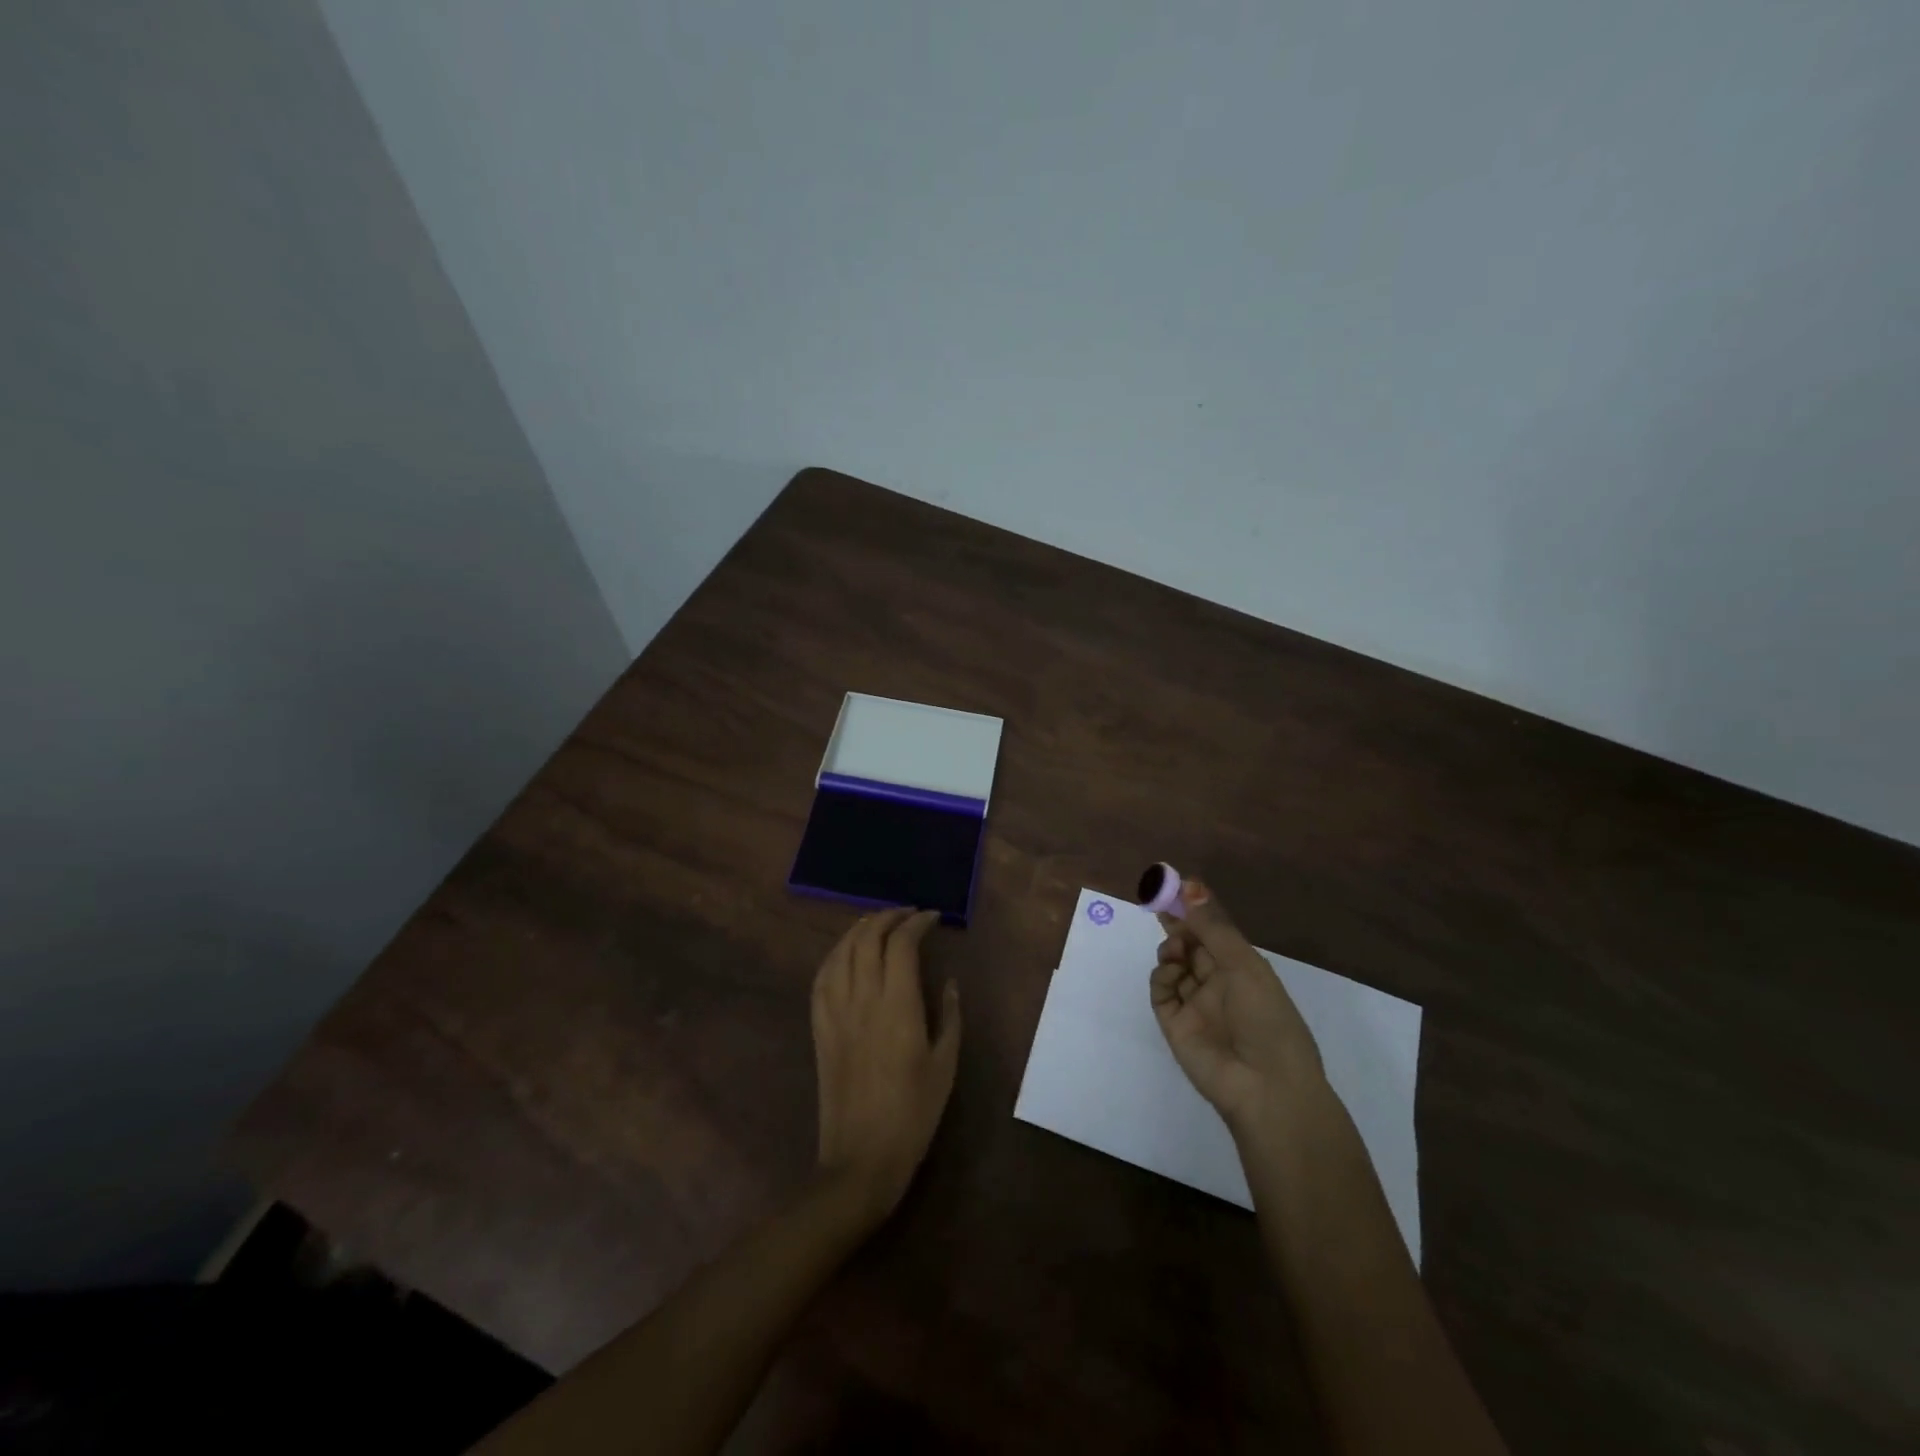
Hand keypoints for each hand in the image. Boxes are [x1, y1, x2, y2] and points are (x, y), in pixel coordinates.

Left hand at [811, 908, 961, 1225]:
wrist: (861, 1159)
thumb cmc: (913, 1114)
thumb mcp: (946, 1065)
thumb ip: (950, 1016)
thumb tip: (950, 982)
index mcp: (898, 1006)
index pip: (901, 944)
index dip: (917, 923)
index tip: (933, 918)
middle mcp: (863, 999)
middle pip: (867, 938)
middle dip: (888, 917)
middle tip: (908, 914)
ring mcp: (835, 1012)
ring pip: (842, 951)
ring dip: (860, 928)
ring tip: (878, 923)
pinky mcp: (819, 1028)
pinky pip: (821, 977)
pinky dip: (835, 954)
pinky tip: (846, 952)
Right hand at [1150, 878, 1325, 1135]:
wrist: (1266, 1087)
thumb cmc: (1267, 1018)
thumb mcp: (1245, 966)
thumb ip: (1213, 927)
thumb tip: (1191, 885)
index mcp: (1243, 969)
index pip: (1214, 933)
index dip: (1195, 911)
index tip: (1175, 887)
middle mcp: (1218, 983)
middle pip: (1191, 945)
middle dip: (1176, 924)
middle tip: (1159, 902)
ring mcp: (1195, 1004)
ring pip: (1174, 965)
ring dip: (1171, 950)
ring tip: (1176, 951)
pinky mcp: (1174, 1024)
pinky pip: (1162, 991)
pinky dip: (1163, 977)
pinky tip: (1172, 974)